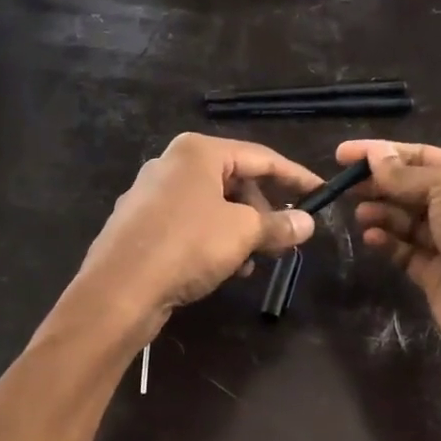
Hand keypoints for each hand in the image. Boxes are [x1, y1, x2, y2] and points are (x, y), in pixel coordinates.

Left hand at [73, 133, 322, 340]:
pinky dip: (212, 240)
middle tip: (284, 239)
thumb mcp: (242, 233)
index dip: (295, 177)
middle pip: (234, 181)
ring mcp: (150, 194)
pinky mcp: (140, 224)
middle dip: (263, 211)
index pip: (260, 157)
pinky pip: (189, 225)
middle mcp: (171, 164)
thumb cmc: (186, 246)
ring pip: (211, 206)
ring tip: (253, 262)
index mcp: (197, 152)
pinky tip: (223, 270)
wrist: (118, 289)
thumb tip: (307, 223)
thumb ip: (278, 224)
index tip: (321, 194)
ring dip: (239, 231)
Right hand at [341, 139, 440, 388]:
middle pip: (412, 187)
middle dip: (379, 183)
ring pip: (406, 220)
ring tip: (359, 213)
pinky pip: (405, 251)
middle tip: (342, 185)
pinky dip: (387, 242)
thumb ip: (407, 174)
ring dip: (381, 212)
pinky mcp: (436, 275)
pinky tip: (370, 238)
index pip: (424, 156)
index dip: (384, 152)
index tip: (343, 154)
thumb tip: (375, 157)